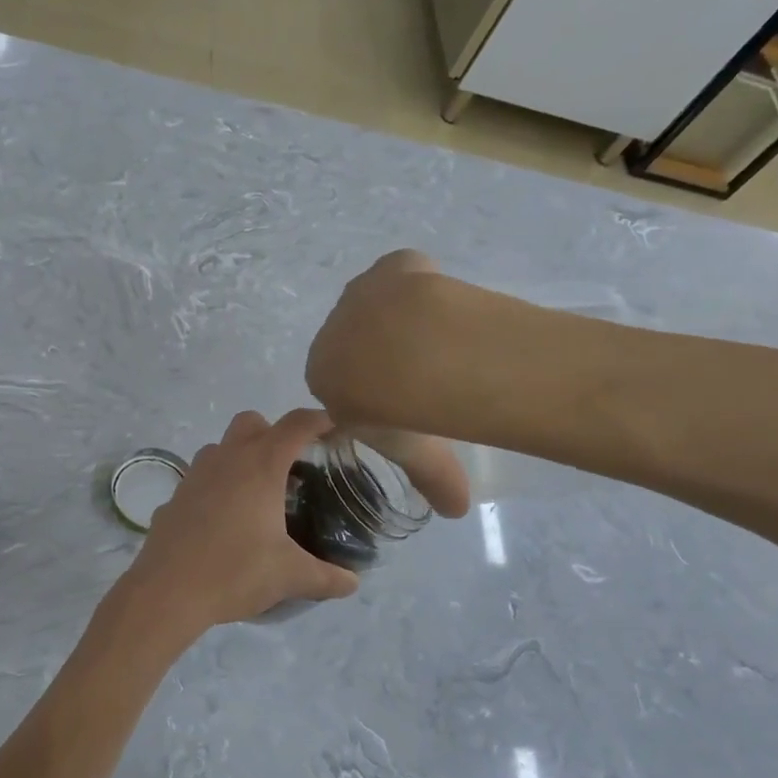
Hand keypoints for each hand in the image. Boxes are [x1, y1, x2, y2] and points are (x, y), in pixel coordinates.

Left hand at [128, 410, 360, 627]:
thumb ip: (327, 577)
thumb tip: (353, 583)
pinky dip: (216, 487)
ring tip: (257, 495)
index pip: (296, 425)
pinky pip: (200, 478)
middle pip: (253, 423)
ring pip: (220, 447)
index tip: (334, 430)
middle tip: (291, 468)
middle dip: (273, 434)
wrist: (167, 592)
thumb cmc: (235, 572)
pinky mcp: (174, 497)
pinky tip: (223, 521)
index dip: (319, 421)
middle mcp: (226, 459)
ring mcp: (194, 475)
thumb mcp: (290, 576)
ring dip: (240, 458)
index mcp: (260, 466)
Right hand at [307, 251, 472, 518]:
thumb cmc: (399, 411)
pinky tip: (447, 306)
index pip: (342, 384)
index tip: (400, 404)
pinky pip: (406, 275)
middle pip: (358, 343)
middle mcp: (333, 332)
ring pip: (381, 308)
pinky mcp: (392, 266)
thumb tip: (455, 511)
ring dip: (402, 320)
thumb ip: (432, 479)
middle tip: (425, 375)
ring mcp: (362, 294)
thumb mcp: (414, 452)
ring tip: (442, 342)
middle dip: (384, 355)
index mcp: (323, 375)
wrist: (414, 353)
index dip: (370, 393)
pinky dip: (422, 286)